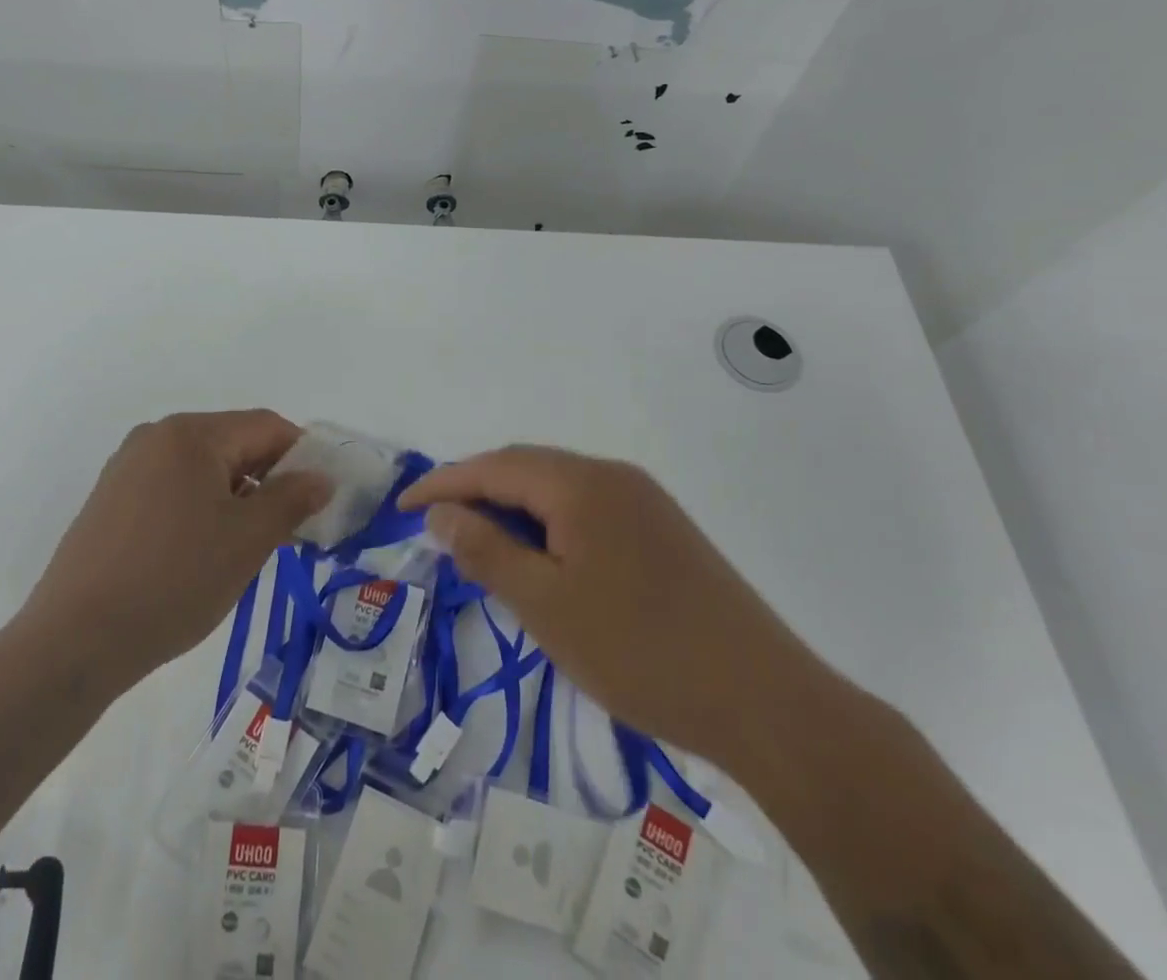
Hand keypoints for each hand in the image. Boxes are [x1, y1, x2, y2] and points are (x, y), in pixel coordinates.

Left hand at [18, 411, 327, 689]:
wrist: (75, 641)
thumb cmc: (174, 580)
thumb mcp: (248, 540)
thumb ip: (292, 499)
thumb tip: (320, 478)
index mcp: (191, 434)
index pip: (265, 426)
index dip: (302, 456)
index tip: (320, 498)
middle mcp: (156, 437)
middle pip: (233, 442)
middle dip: (268, 478)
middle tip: (289, 528)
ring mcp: (127, 467)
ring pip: (203, 468)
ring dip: (236, 496)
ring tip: (246, 546)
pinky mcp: (110, 499)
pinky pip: (172, 488)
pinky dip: (201, 507)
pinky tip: (202, 552)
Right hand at [403, 445, 833, 772]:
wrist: (764, 699)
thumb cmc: (639, 650)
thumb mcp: (546, 605)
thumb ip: (486, 550)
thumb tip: (441, 514)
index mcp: (581, 483)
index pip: (493, 467)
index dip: (443, 484)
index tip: (402, 508)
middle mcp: (612, 475)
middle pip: (525, 467)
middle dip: (476, 491)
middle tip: (437, 528)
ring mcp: (643, 499)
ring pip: (557, 487)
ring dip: (513, 507)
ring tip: (481, 544)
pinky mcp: (662, 528)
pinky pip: (586, 507)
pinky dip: (549, 523)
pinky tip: (542, 558)